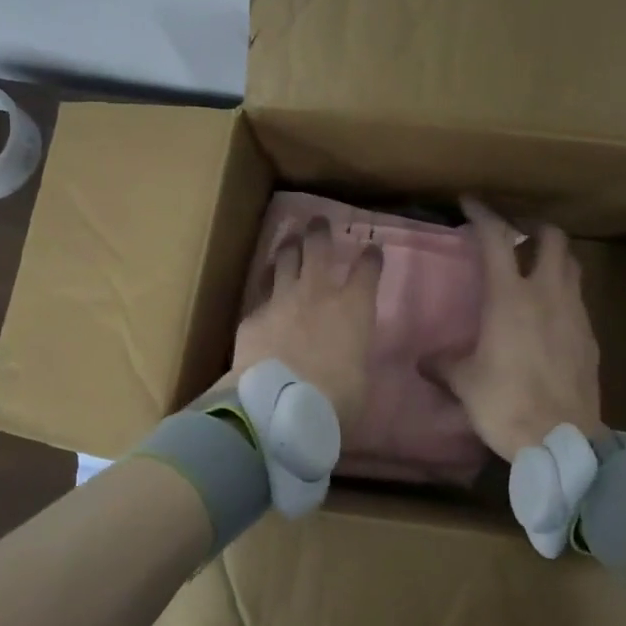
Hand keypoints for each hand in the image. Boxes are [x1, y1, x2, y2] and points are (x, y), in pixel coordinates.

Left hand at [225, 217, 381, 431]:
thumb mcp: (359, 379)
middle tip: (318, 222)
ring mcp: (282, 299)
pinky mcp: (253, 314)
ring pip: (285, 259)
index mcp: (354, 308)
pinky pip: (261, 290)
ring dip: (289, 247)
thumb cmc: (336, 399)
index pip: (367, 270)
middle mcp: (318, 293)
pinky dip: (266, 284)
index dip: (371, 258)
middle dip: (320, 232)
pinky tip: (264, 286)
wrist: (280, 403)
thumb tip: (347, 359)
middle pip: (319, 248)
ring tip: (290, 240)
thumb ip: (354, 357)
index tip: (371, 250)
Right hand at [434, 197, 603, 460]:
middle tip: (515, 234)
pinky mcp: (590, 337)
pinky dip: (563, 292)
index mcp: (509, 297)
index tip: (469, 203)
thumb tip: (424, 361)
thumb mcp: (465, 383)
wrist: (563, 439)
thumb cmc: (506, 403)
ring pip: (571, 265)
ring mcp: (574, 314)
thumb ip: (444, 364)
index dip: (483, 214)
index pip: (497, 238)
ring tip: (534, 268)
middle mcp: (546, 294)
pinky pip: (578, 299)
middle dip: (533, 227)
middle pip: (552, 238)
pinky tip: (549, 314)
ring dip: (553, 257)